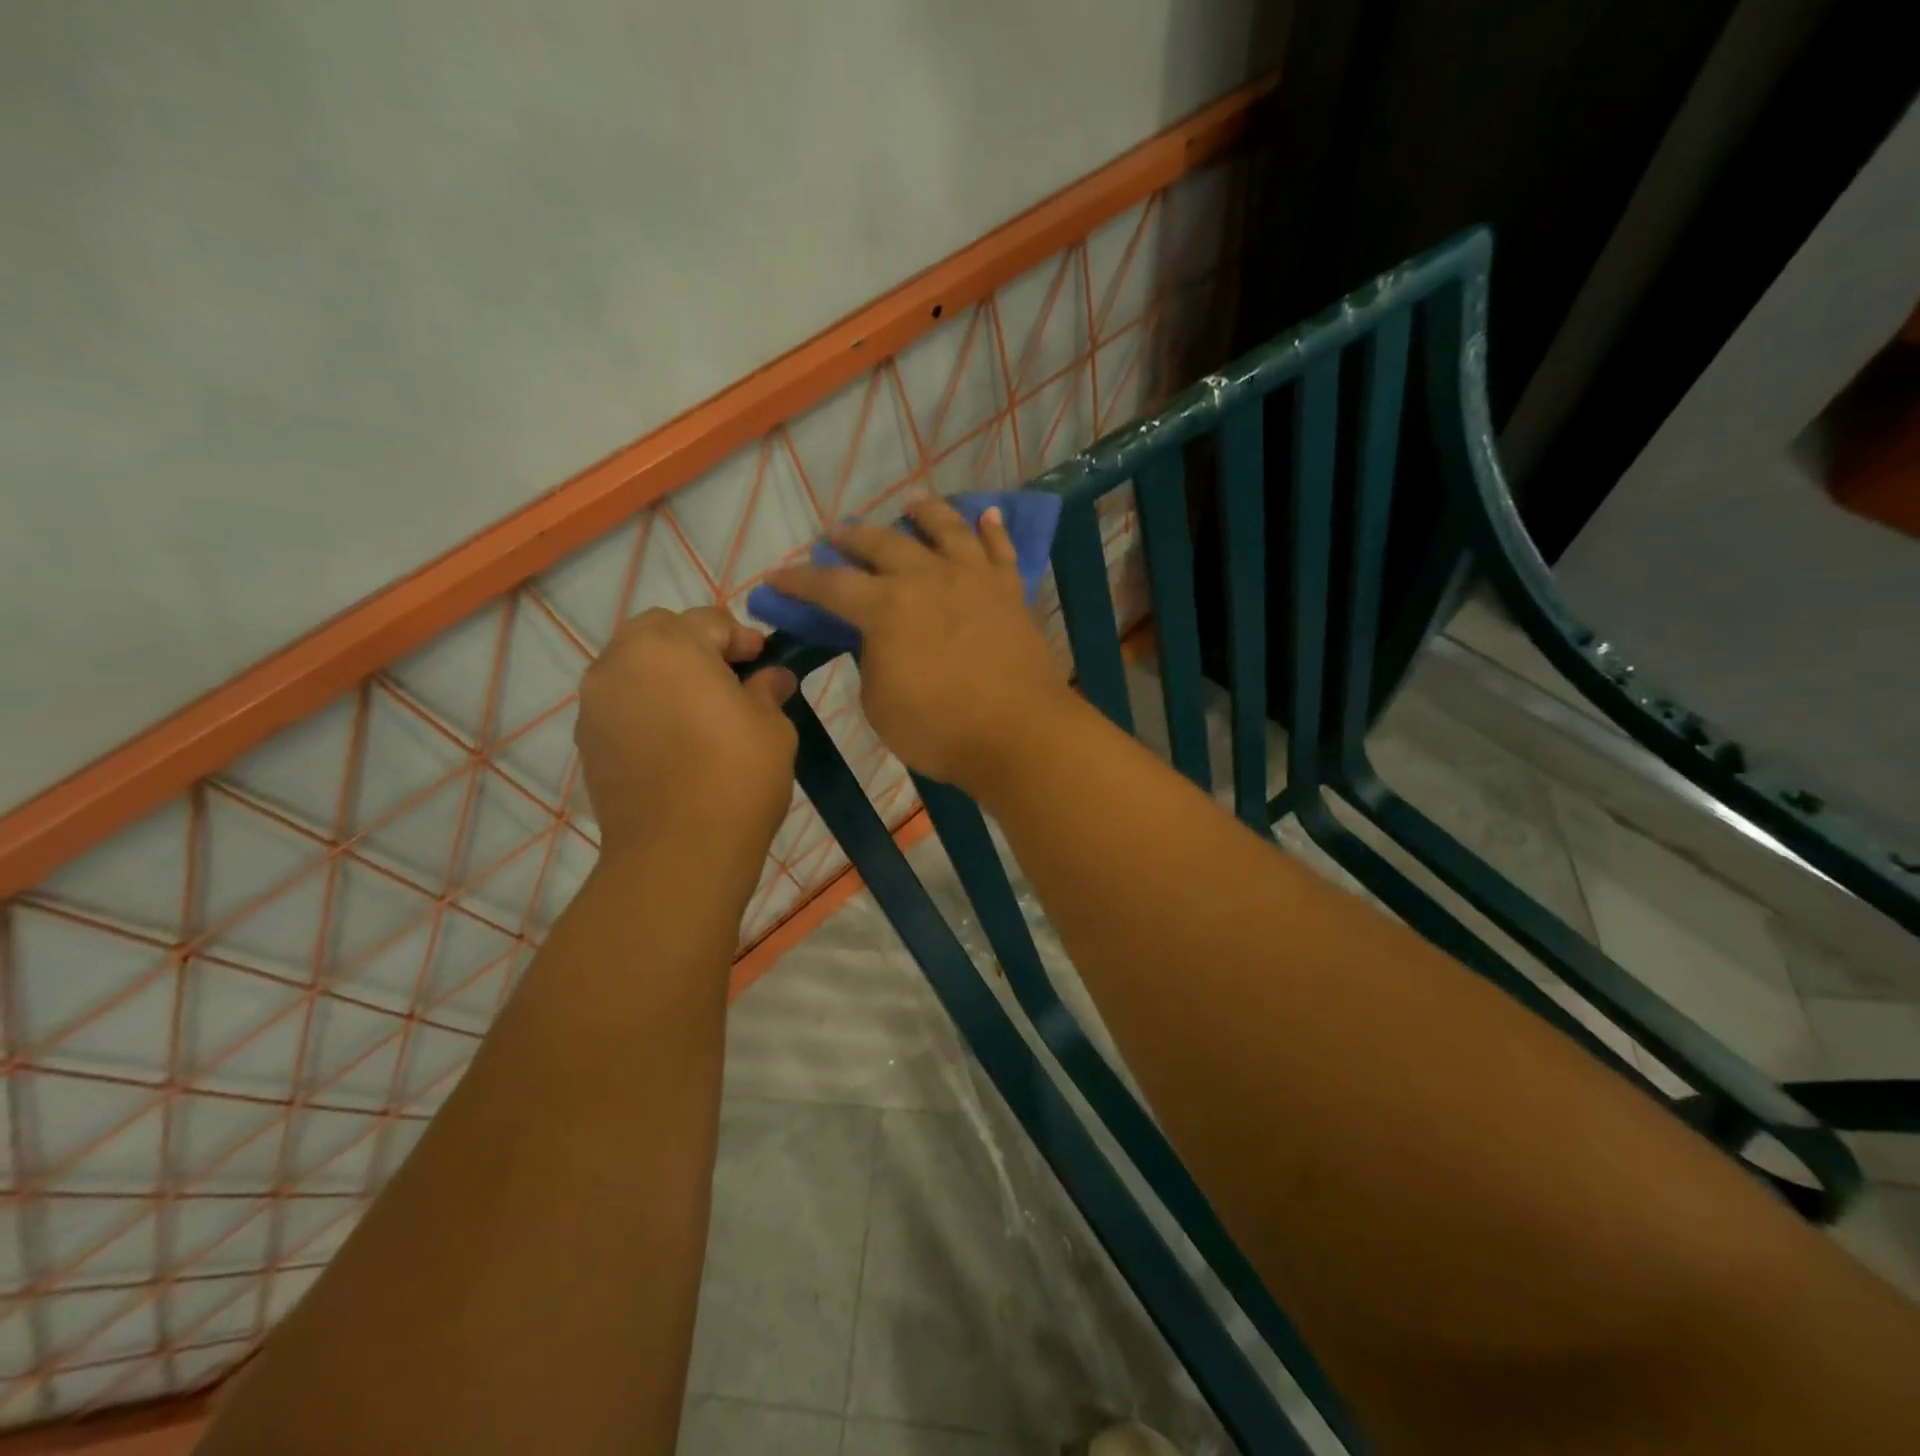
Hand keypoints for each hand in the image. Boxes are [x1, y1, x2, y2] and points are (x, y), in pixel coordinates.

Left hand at [575, 607, 798, 863]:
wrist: (678, 853)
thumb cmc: (737, 777)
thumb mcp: (772, 727)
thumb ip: (768, 690)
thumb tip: (773, 677)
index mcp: (670, 646)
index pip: (710, 621)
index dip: (743, 639)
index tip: (765, 662)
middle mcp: (621, 662)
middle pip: (659, 632)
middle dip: (695, 644)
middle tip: (728, 679)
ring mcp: (596, 702)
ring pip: (633, 665)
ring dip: (666, 673)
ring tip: (699, 709)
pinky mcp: (587, 739)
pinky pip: (619, 702)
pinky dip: (645, 704)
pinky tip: (674, 738)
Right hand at [764, 496, 1071, 792]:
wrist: (1018, 733)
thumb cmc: (939, 728)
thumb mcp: (880, 702)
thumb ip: (872, 660)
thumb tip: (878, 640)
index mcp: (886, 607)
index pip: (830, 585)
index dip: (798, 580)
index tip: (775, 576)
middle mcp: (927, 578)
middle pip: (883, 544)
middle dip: (853, 537)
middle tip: (837, 535)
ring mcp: (973, 579)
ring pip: (946, 528)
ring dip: (924, 512)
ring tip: (911, 504)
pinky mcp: (1010, 592)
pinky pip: (1001, 550)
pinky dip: (993, 529)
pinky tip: (987, 514)